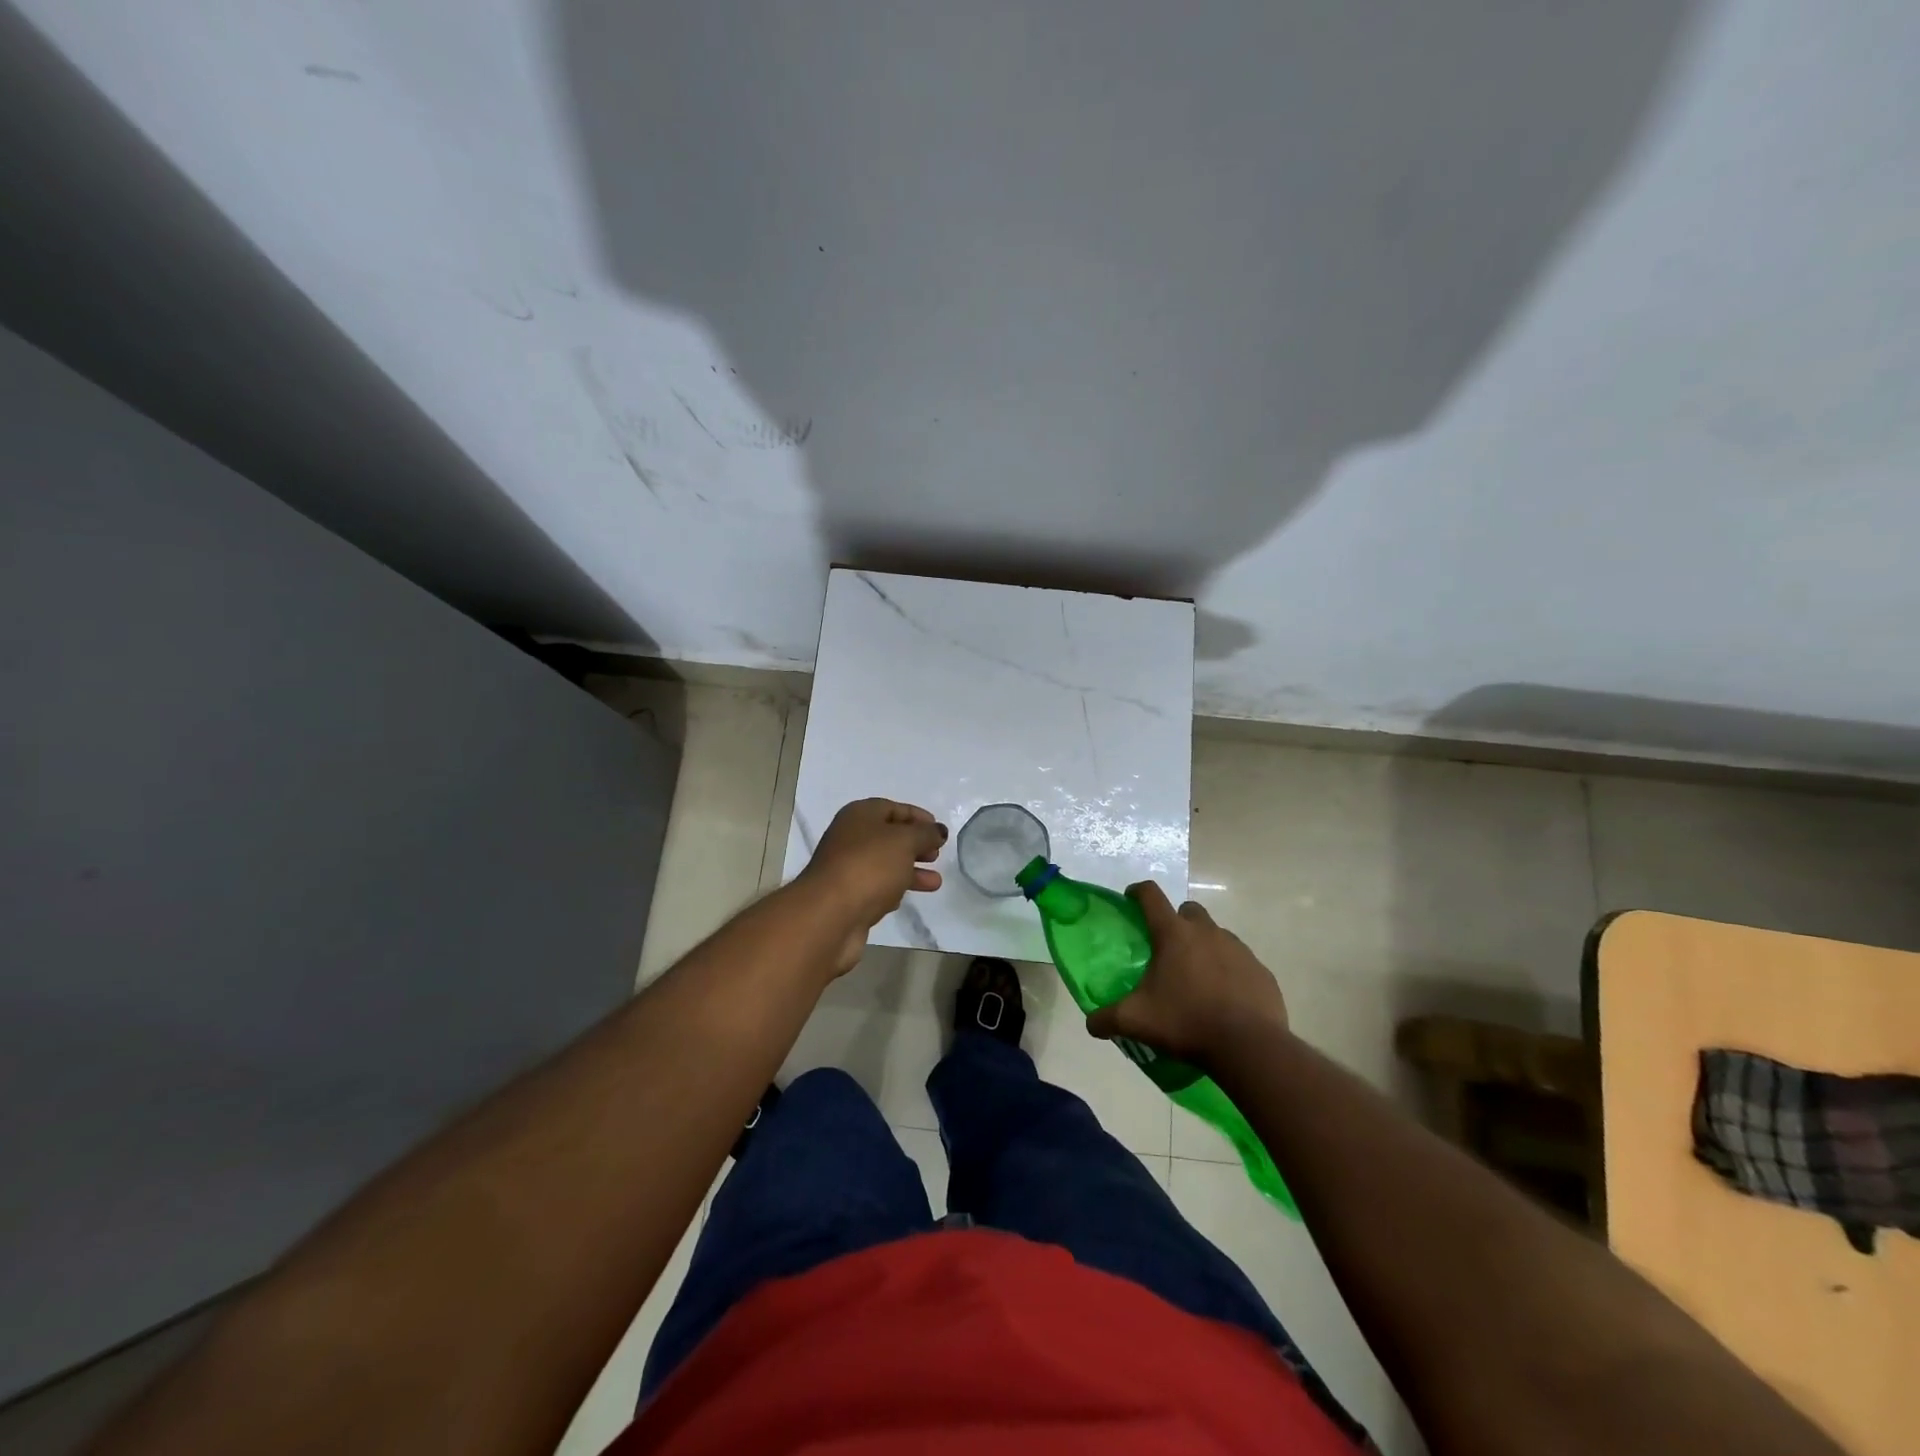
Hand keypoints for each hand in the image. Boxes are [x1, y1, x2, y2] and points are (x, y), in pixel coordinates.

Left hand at [796, 798, 946, 970]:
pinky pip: (876, 887)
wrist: (830, 914)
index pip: (893, 808)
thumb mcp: (905, 841)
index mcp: (860, 815)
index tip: (939, 831)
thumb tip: (938, 831)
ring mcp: (847, 868)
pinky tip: (905, 898)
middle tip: (936, 855)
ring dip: (910, 871)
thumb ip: (925, 834)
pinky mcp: (848, 897)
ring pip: (885, 864)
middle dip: (915, 845)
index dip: (918, 817)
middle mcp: (850, 838)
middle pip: (889, 836)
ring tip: (935, 882)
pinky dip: (893, 889)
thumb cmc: (870, 866)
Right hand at [1086, 881, 1286, 1064]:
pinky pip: (1240, 962)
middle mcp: (1207, 932)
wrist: (1249, 1047)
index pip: (1151, 896)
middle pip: (1188, 911)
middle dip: (1177, 922)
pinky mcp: (1261, 971)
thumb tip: (1091, 1023)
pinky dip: (1229, 972)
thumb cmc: (1186, 1022)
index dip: (1138, 892)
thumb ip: (1107, 1019)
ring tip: (1196, 979)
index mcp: (1173, 934)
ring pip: (1216, 935)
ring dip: (1204, 947)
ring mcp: (1238, 949)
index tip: (1130, 899)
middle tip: (1167, 950)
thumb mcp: (1136, 1022)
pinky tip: (1224, 999)